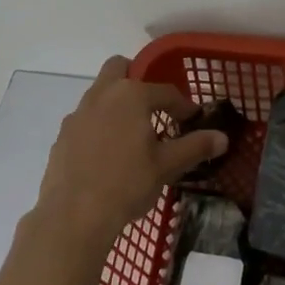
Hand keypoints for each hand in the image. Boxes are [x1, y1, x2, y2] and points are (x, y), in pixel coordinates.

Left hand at [32, 57, 229, 258]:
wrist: (73, 216)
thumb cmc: (127, 183)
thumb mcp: (167, 166)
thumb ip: (195, 147)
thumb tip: (222, 138)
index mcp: (131, 95)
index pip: (165, 91)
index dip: (182, 105)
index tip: (192, 120)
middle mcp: (102, 95)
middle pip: (119, 68)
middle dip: (137, 79)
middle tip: (153, 108)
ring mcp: (77, 115)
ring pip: (99, 94)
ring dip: (116, 104)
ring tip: (132, 135)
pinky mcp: (62, 137)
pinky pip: (85, 120)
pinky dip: (98, 127)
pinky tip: (107, 155)